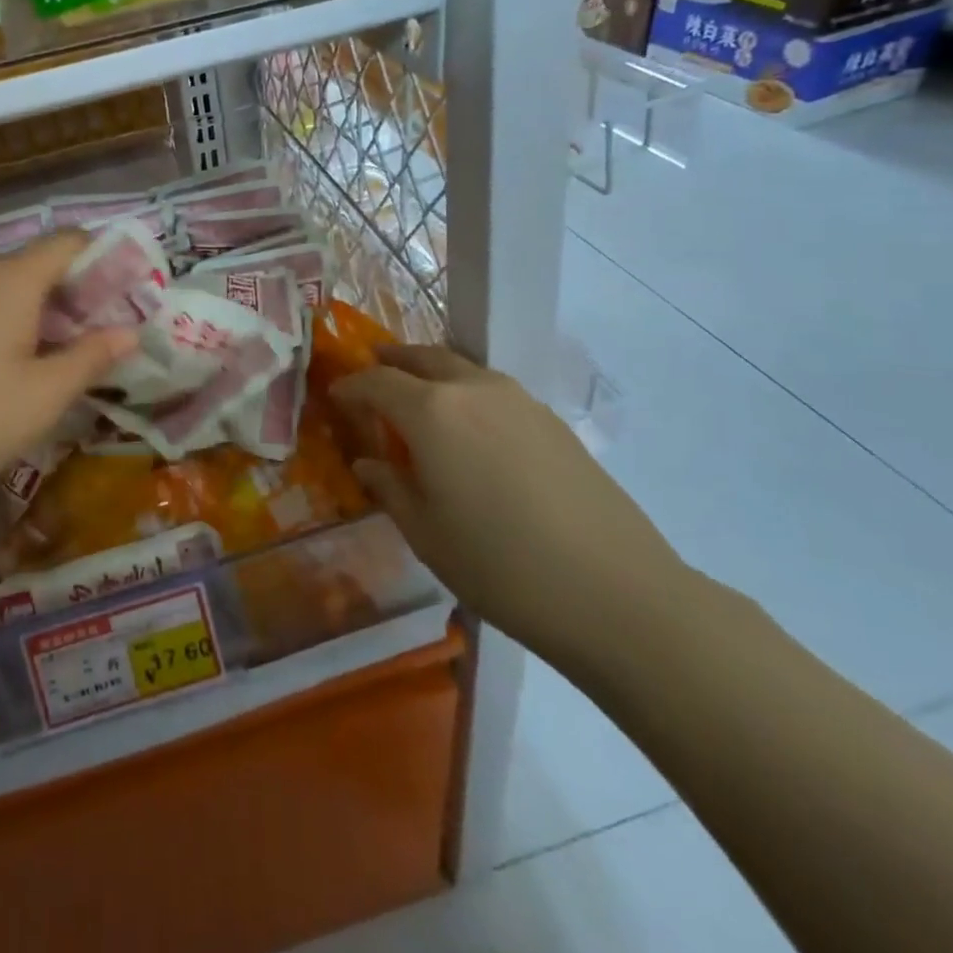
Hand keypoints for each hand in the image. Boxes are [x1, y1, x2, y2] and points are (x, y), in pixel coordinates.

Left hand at [0, 233, 135, 527]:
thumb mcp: (44, 396)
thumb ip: (92, 357)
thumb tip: (128, 332)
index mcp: (13, 280)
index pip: (69, 242)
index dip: (106, 259)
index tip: (132, 295)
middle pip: (40, 265)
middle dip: (80, 294)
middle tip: (108, 336)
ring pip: (10, 291)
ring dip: (46, 315)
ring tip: (68, 358)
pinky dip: (11, 327)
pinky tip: (15, 371)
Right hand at [331, 345, 687, 668]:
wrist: (617, 594)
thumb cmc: (500, 566)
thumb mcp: (426, 533)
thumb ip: (390, 487)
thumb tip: (369, 463)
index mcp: (431, 411)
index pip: (376, 381)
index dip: (350, 386)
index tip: (335, 396)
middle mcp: (473, 389)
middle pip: (422, 358)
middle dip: (392, 362)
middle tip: (373, 374)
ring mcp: (519, 400)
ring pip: (462, 369)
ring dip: (432, 375)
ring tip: (419, 400)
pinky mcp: (552, 421)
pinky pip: (493, 391)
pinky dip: (467, 395)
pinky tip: (470, 432)